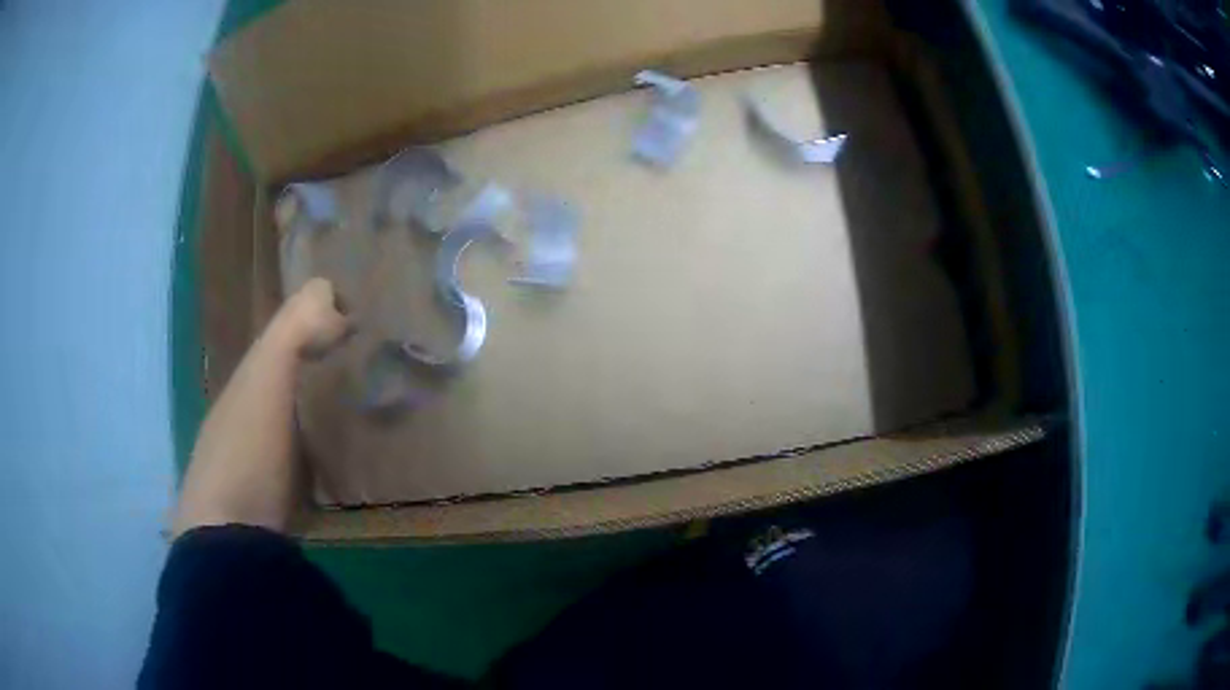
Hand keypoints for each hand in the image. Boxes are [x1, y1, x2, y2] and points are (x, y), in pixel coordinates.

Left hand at [272, 278, 352, 357]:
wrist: (283, 343)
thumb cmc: (317, 329)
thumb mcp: (343, 329)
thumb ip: (352, 323)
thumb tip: (356, 323)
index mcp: (323, 283)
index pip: (340, 294)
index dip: (347, 310)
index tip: (351, 326)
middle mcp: (306, 287)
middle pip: (322, 302)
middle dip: (330, 315)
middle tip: (339, 333)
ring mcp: (290, 302)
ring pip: (310, 313)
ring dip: (317, 325)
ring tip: (325, 343)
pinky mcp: (279, 319)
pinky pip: (298, 324)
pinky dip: (305, 333)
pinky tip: (310, 347)